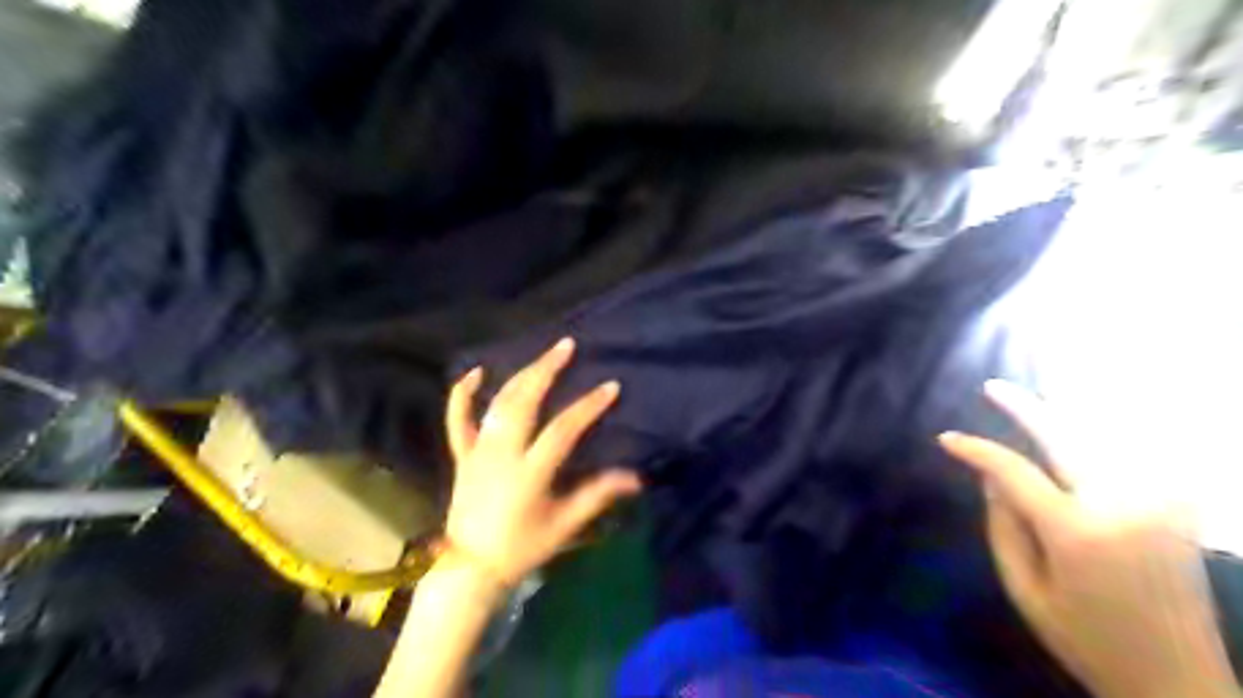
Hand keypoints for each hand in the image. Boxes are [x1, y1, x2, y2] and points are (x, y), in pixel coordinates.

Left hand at [443, 339, 638, 582]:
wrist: (470, 568)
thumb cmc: (522, 547)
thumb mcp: (565, 524)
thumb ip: (599, 495)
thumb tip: (637, 477)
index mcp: (529, 473)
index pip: (562, 430)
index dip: (587, 407)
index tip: (610, 387)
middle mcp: (501, 454)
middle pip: (523, 403)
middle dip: (545, 371)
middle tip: (566, 346)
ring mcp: (478, 451)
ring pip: (497, 404)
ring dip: (519, 375)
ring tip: (541, 355)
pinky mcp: (462, 455)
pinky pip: (457, 419)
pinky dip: (463, 393)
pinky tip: (475, 372)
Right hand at [937, 381, 1238, 697]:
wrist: (1179, 682)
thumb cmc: (1088, 640)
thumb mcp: (1026, 592)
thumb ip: (1004, 530)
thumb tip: (990, 481)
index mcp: (1075, 532)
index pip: (1013, 472)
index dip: (977, 450)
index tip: (947, 439)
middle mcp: (1120, 506)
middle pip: (1065, 439)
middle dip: (1024, 408)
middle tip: (992, 387)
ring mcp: (1157, 505)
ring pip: (1108, 438)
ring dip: (1068, 412)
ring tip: (1037, 396)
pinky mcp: (1176, 511)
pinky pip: (1139, 455)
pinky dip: (1111, 433)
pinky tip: (1089, 424)